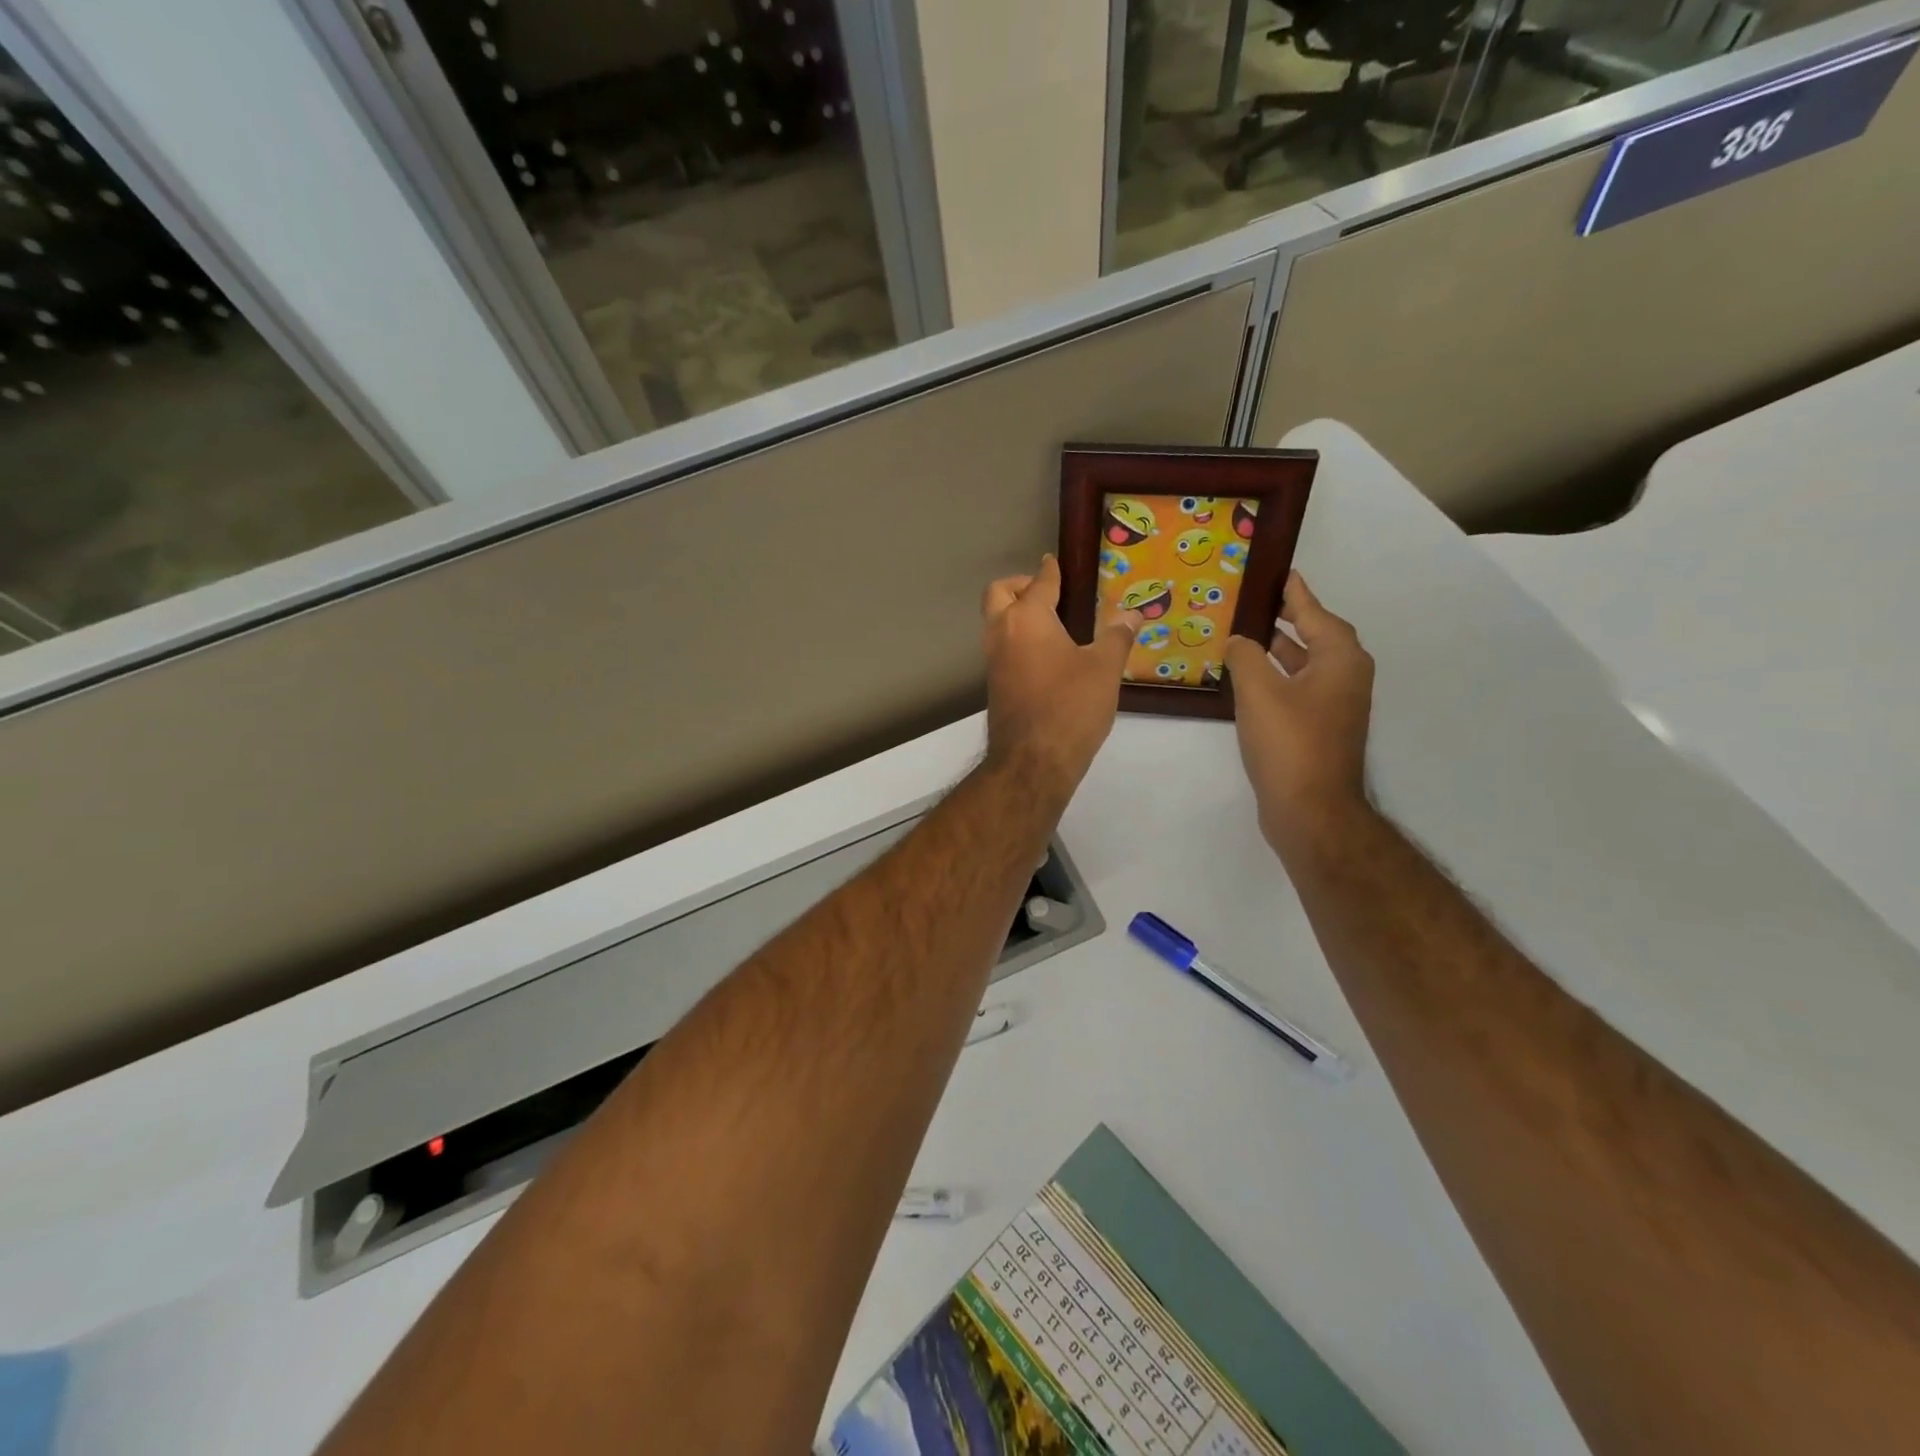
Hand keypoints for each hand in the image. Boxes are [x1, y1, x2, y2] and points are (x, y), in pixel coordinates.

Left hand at [981, 555, 1141, 799]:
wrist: (1033, 760)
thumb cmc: (1071, 706)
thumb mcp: (1104, 669)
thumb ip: (1117, 636)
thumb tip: (1133, 613)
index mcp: (1027, 618)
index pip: (1039, 582)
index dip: (1051, 570)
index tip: (1056, 563)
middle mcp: (1002, 632)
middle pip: (999, 593)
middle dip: (1020, 585)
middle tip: (1049, 593)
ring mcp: (993, 660)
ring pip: (996, 622)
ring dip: (1016, 613)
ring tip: (1053, 623)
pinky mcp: (995, 685)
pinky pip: (1002, 647)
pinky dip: (1018, 639)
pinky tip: (1046, 654)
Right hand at [1224, 571, 1374, 852]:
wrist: (1311, 810)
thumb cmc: (1290, 743)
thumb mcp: (1259, 691)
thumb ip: (1245, 656)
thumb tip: (1239, 640)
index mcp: (1339, 659)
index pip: (1315, 612)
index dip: (1294, 592)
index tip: (1277, 572)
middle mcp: (1345, 677)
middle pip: (1314, 636)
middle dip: (1285, 619)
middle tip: (1252, 603)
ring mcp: (1334, 706)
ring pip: (1304, 665)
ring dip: (1278, 650)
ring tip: (1244, 636)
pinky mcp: (1319, 730)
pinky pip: (1297, 689)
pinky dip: (1276, 678)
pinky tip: (1247, 681)